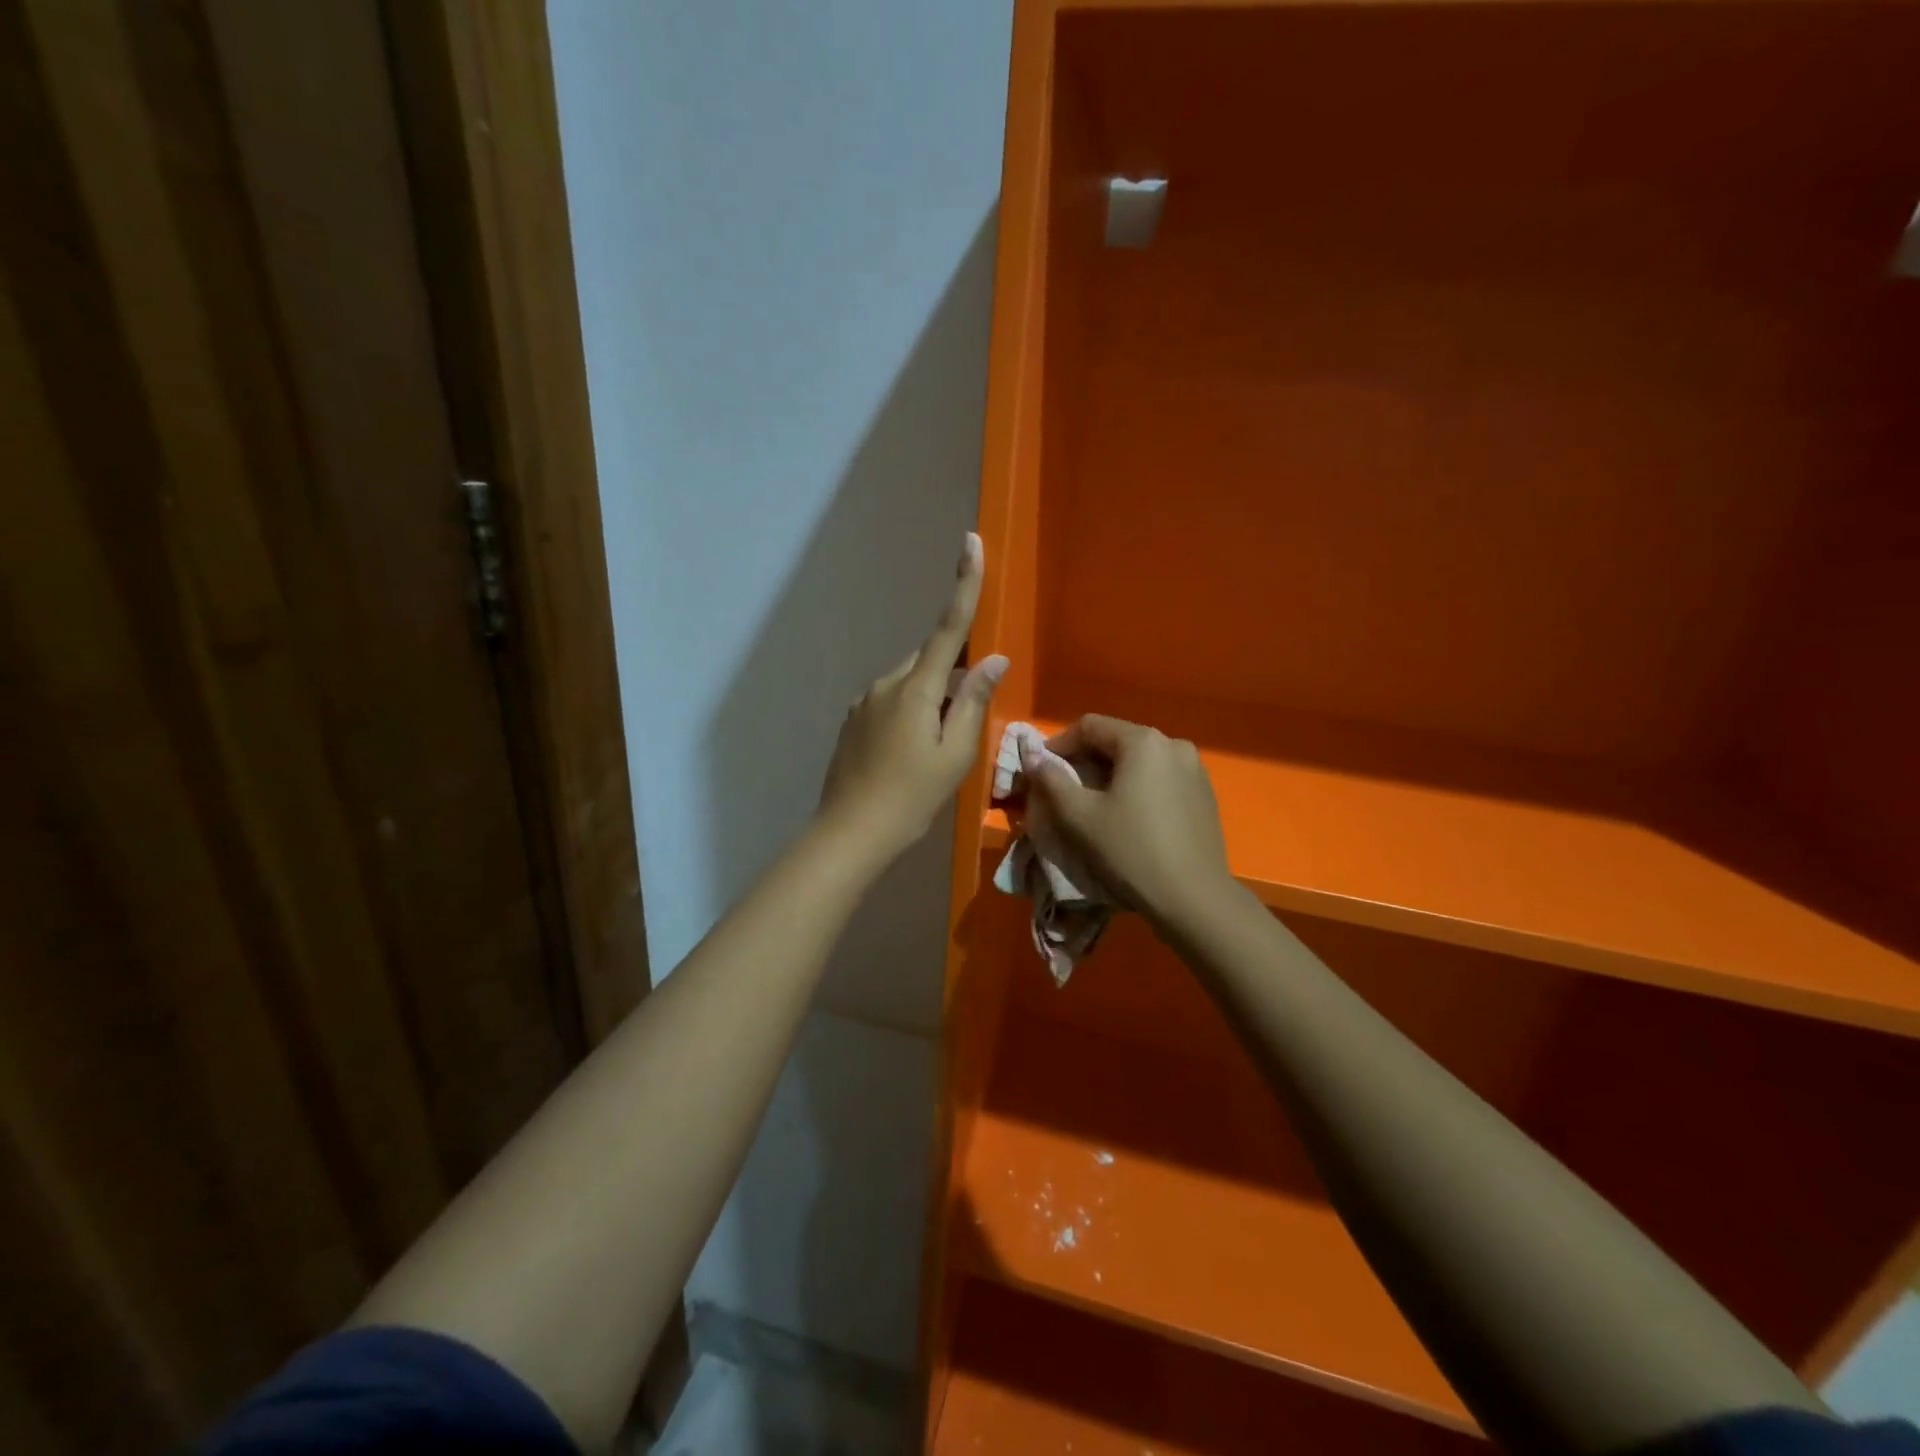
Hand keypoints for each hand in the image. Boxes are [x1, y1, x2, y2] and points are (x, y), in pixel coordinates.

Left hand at [818, 533, 1007, 859]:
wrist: (850, 833)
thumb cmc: (911, 797)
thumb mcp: (955, 755)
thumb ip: (974, 703)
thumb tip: (993, 660)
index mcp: (916, 689)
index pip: (947, 628)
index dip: (964, 584)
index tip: (971, 543)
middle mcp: (886, 684)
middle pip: (930, 661)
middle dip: (952, 677)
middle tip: (963, 724)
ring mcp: (864, 702)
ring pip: (910, 684)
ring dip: (930, 700)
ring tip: (934, 751)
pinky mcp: (852, 721)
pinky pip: (891, 702)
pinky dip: (909, 714)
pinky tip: (908, 754)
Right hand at [1021, 715, 1235, 928]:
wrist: (1194, 899)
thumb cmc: (1130, 851)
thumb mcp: (1079, 817)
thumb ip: (1051, 780)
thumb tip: (1032, 757)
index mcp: (1143, 742)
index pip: (1090, 726)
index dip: (1058, 744)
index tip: (1041, 771)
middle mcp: (1173, 745)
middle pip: (1117, 740)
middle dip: (1085, 760)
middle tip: (1063, 789)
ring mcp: (1195, 770)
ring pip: (1140, 761)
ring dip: (1112, 774)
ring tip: (1094, 804)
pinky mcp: (1205, 795)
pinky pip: (1161, 779)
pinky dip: (1138, 787)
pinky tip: (1129, 817)